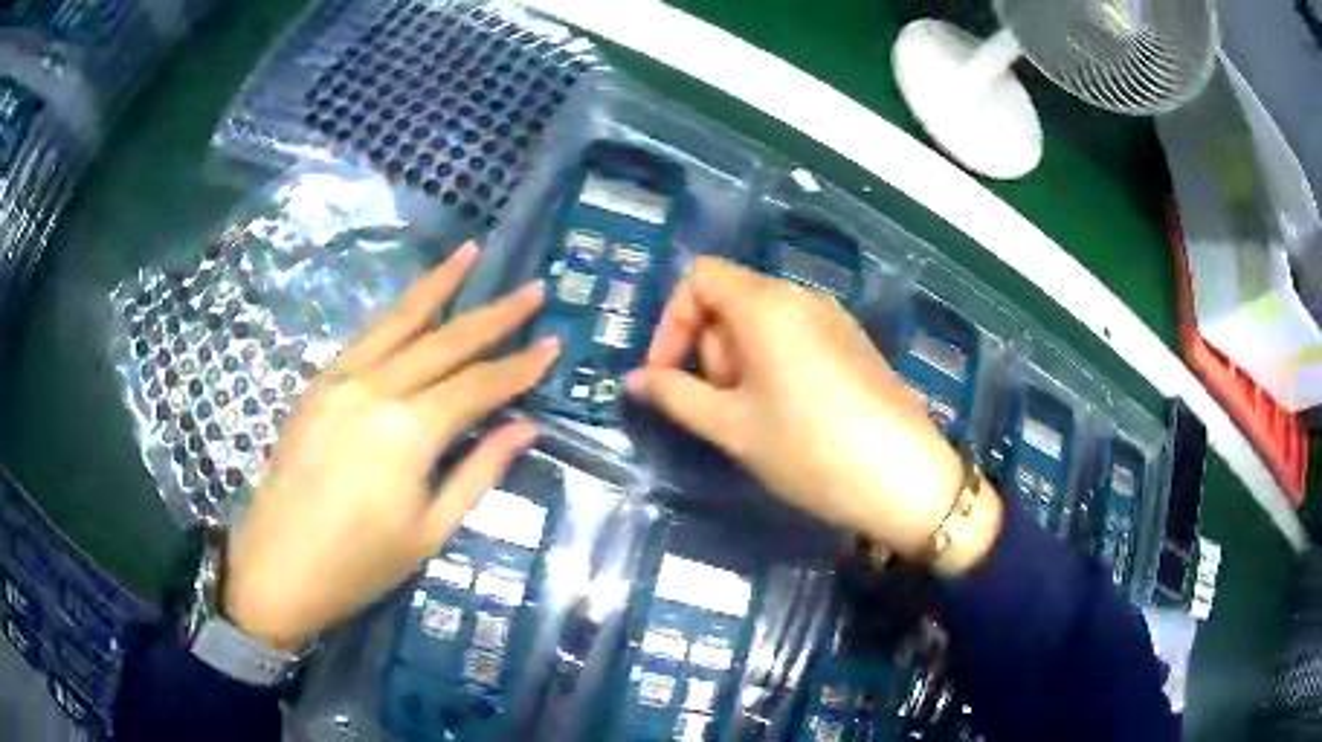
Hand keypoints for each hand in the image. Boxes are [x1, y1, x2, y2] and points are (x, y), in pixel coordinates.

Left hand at [225, 243, 559, 650]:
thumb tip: (523, 427)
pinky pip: (367, 337)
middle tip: (532, 288)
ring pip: (399, 321)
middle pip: (445, 341)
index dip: (519, 366)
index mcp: (408, 432)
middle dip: (493, 314)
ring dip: (438, 285)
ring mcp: (342, 380)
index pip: (477, 385)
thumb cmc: (360, 563)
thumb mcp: (431, 531)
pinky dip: (397, 312)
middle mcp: (376, 389)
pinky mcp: (319, 384)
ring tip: (470, 253)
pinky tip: (415, 301)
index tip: (554, 343)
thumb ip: (479, 472)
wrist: (279, 566)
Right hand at [625, 257, 967, 558]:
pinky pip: (795, 336)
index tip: (667, 375)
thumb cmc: (808, 450)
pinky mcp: (852, 342)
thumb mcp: (732, 427)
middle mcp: (801, 296)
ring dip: (740, 362)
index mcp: (766, 303)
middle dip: (710, 350)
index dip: (672, 321)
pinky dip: (773, 364)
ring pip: (762, 321)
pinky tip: (790, 414)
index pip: (700, 277)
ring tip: (757, 418)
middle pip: (730, 299)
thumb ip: (675, 396)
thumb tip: (633, 380)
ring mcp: (832, 318)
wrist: (903, 478)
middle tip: (723, 408)